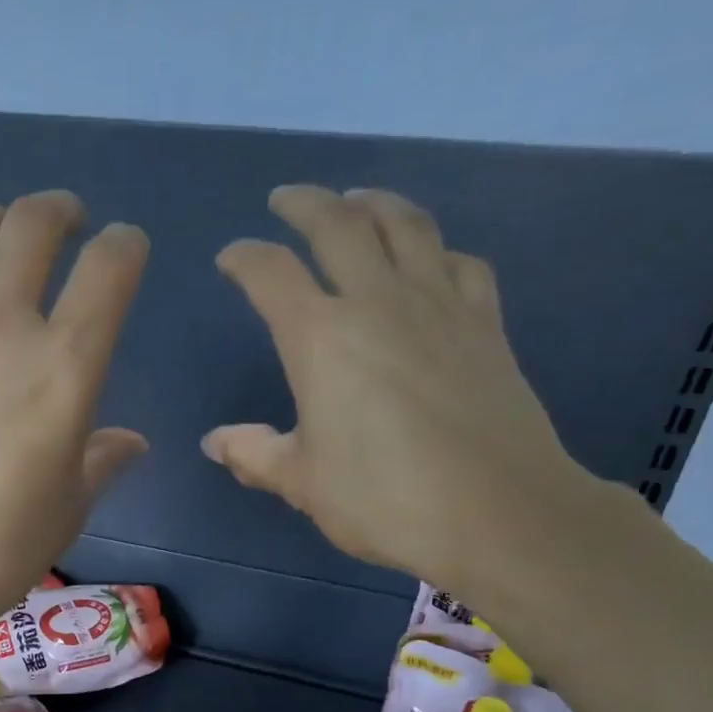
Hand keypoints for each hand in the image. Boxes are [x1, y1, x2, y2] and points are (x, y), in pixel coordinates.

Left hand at [0, 191, 147, 658]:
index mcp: (62, 370)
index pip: (109, 272)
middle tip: (68, 222)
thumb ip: (101, 463)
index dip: (126, 247)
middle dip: (61, 211)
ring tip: (1, 231)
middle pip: (33, 226)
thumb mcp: (65, 514)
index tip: (127, 249)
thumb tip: (132, 441)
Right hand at [204, 185, 591, 596]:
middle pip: (338, 225)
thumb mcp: (303, 483)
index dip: (244, 258)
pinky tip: (432, 259)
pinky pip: (461, 263)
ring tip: (357, 200)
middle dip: (305, 203)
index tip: (231, 258)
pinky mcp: (485, 323)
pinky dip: (438, 250)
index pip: (271, 274)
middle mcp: (378, 302)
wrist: (497, 512)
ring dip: (374, 203)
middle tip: (286, 199)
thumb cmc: (384, 499)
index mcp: (321, 338)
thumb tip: (215, 443)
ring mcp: (439, 305)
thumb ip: (255, 454)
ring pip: (406, 226)